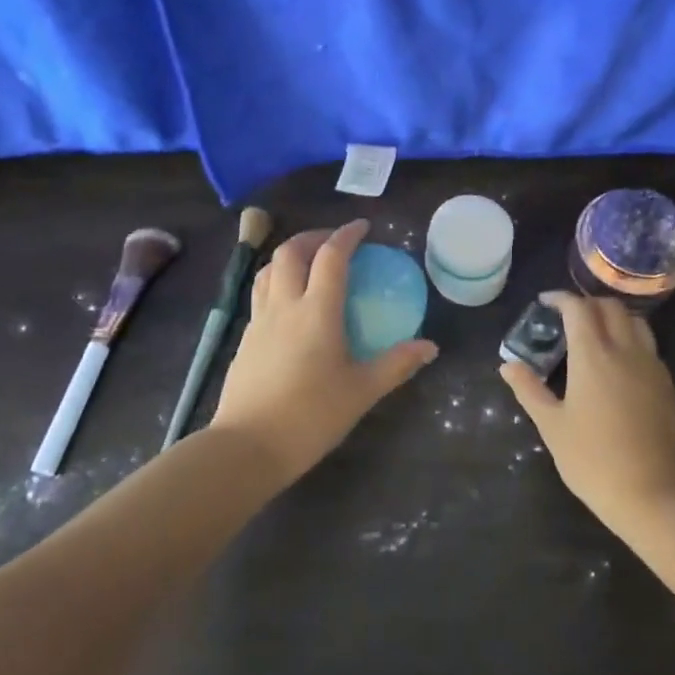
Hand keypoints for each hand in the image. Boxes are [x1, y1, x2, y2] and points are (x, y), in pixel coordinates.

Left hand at [212, 219, 437, 480]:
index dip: (346, 235)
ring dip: (289, 257)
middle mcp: (284, 306)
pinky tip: (289, 306)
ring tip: (308, 265)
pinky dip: (276, 283)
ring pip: (267, 270)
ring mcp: (259, 322)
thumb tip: (430, 347)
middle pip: (290, 253)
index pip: (330, 257)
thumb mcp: (361, 391)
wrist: (247, 446)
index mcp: (317, 311)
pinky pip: (259, 296)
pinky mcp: (244, 340)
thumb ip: (396, 364)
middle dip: (312, 237)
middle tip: (334, 242)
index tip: (363, 227)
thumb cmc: (310, 416)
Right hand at [499, 292, 674, 535]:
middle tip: (567, 318)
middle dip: (587, 304)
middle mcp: (626, 350)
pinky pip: (648, 346)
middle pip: (610, 307)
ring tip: (595, 333)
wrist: (651, 493)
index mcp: (593, 355)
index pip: (578, 308)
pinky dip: (631, 339)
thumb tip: (508, 365)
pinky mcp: (667, 384)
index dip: (560, 299)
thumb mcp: (551, 426)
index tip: (545, 302)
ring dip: (613, 317)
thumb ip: (529, 389)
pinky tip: (618, 363)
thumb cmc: (592, 460)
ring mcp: (651, 366)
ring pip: (635, 321)